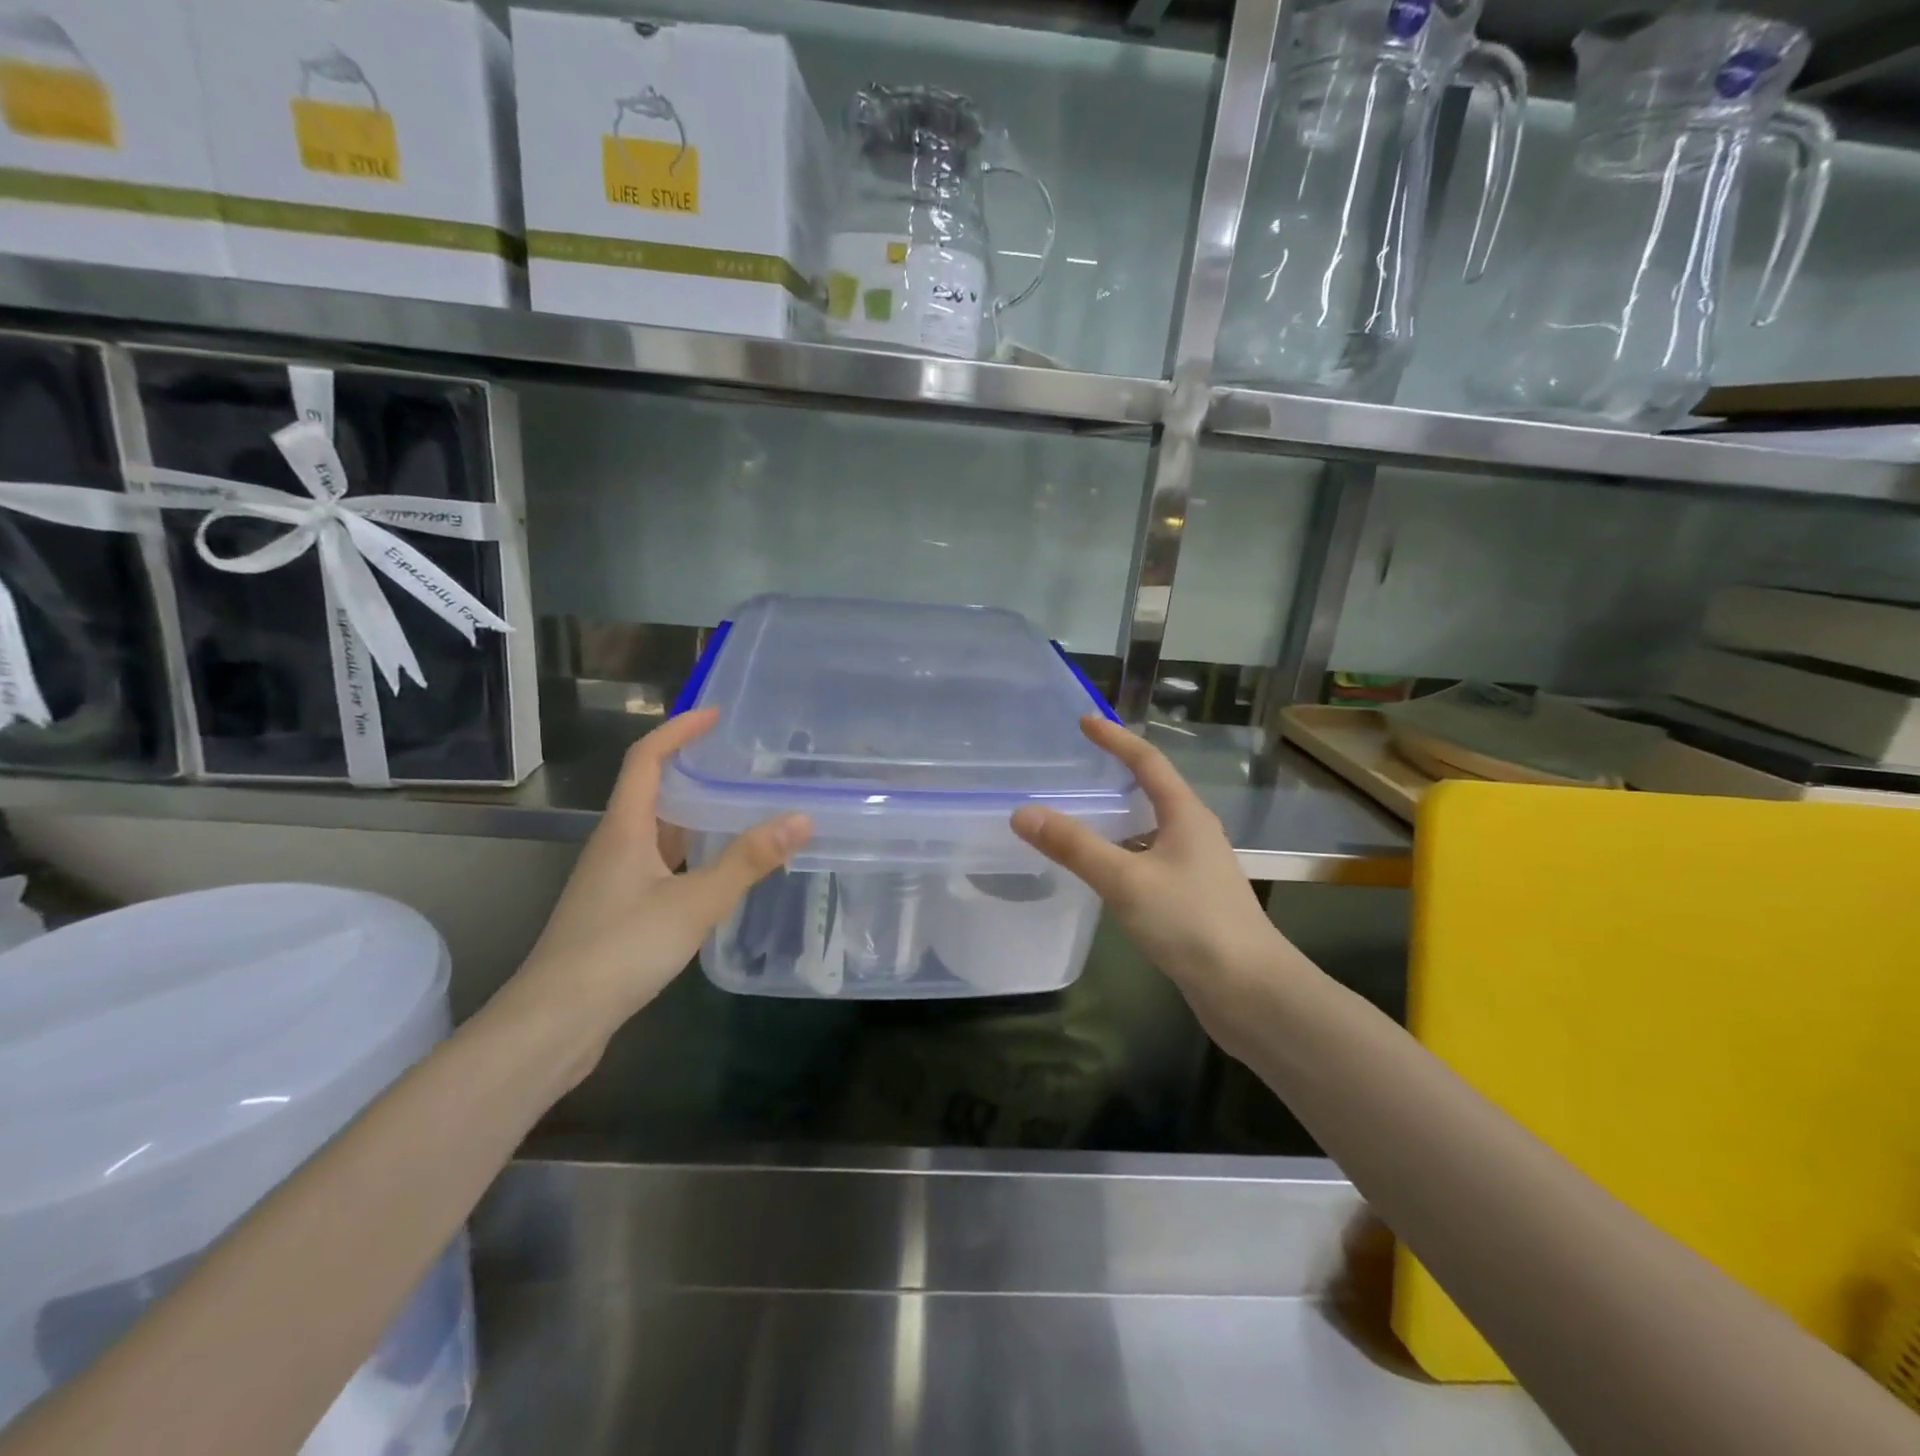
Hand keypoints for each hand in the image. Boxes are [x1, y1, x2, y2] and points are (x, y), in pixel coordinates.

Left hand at [496, 709, 809, 1077]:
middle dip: (693, 770)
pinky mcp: (618, 911)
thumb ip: (747, 861)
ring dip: (694, 815)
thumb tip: (800, 818)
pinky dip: (690, 854)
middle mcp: (615, 845)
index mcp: (624, 829)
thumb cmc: (620, 950)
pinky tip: (718, 870)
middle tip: (741, 763)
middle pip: (652, 792)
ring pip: (657, 831)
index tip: (715, 714)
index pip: (647, 760)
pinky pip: (659, 864)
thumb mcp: (694, 902)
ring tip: (740, 808)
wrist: (555, 1022)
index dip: (678, 730)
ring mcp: (613, 880)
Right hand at [1011, 716, 1310, 1047]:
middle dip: (1117, 774)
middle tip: (1078, 766)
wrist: (1248, 990)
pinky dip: (1122, 853)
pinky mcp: (1192, 899)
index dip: (1115, 738)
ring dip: (1118, 818)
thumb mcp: (1125, 879)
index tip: (1084, 721)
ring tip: (1080, 815)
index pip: (1147, 762)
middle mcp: (1194, 833)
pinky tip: (1102, 872)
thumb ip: (1074, 846)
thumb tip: (1022, 813)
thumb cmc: (1190, 922)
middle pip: (1152, 791)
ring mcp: (1197, 868)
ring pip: (1150, 829)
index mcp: (1185, 815)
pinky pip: (1150, 860)